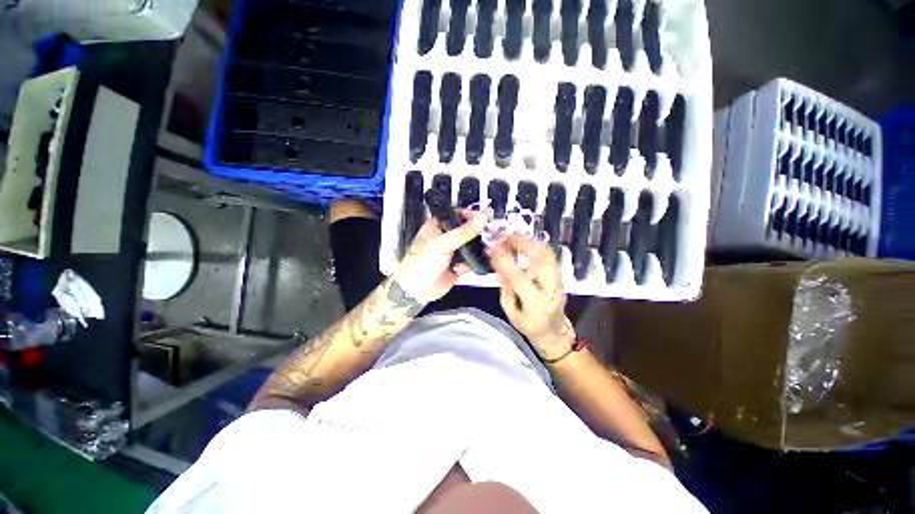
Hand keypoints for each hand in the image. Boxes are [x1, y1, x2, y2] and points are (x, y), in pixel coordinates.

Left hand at [394, 210, 487, 303]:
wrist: (417, 290)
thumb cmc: (424, 262)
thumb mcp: (443, 243)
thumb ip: (464, 231)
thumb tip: (483, 217)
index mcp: (438, 226)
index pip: (457, 214)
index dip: (471, 214)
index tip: (485, 216)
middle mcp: (446, 237)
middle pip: (466, 229)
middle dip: (478, 231)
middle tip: (492, 230)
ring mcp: (453, 251)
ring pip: (471, 244)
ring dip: (478, 246)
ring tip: (489, 247)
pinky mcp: (458, 265)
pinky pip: (471, 259)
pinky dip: (474, 261)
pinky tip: (475, 262)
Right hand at [487, 236, 575, 360]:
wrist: (553, 330)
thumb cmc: (528, 324)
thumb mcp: (510, 311)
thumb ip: (505, 287)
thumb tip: (498, 263)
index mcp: (535, 303)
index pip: (519, 278)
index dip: (504, 261)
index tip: (492, 249)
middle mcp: (551, 288)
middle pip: (540, 259)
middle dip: (521, 243)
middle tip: (503, 237)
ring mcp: (559, 279)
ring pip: (547, 253)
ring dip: (528, 241)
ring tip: (511, 237)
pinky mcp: (560, 274)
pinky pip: (549, 254)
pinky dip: (535, 244)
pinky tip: (524, 241)